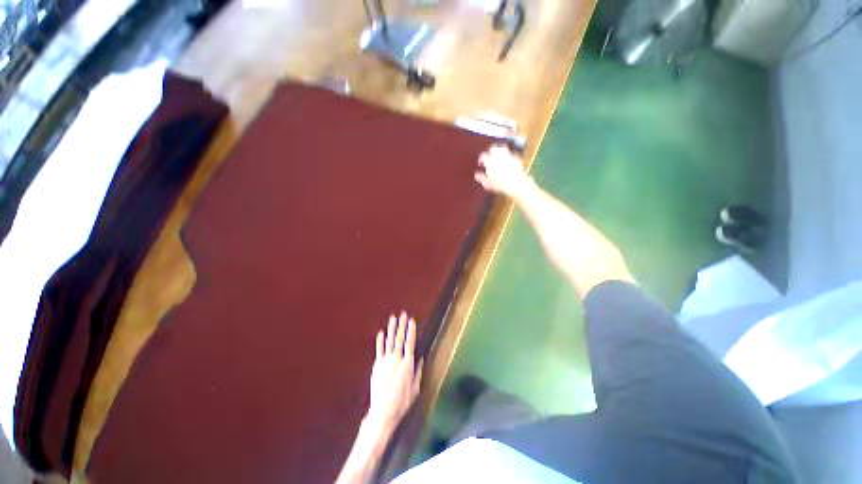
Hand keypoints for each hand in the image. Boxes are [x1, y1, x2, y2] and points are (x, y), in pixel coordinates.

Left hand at [367, 312, 422, 431]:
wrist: (383, 410)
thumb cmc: (402, 401)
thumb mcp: (415, 388)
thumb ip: (418, 372)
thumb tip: (420, 358)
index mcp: (408, 363)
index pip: (410, 342)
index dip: (411, 330)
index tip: (412, 320)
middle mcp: (397, 359)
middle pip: (400, 338)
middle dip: (402, 325)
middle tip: (403, 314)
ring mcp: (386, 361)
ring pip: (390, 341)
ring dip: (391, 328)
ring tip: (393, 318)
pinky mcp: (377, 366)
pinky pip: (379, 350)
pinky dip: (380, 341)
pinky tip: (381, 333)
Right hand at [475, 144, 531, 198]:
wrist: (515, 184)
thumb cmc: (500, 185)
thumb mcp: (487, 184)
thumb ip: (481, 178)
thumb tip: (476, 175)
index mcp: (489, 161)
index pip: (483, 155)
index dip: (481, 159)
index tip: (481, 163)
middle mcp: (498, 156)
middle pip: (493, 148)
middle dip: (490, 151)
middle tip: (489, 156)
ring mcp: (508, 156)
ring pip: (502, 148)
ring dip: (499, 150)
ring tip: (498, 155)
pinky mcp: (516, 158)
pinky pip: (511, 154)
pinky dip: (509, 156)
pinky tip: (508, 161)